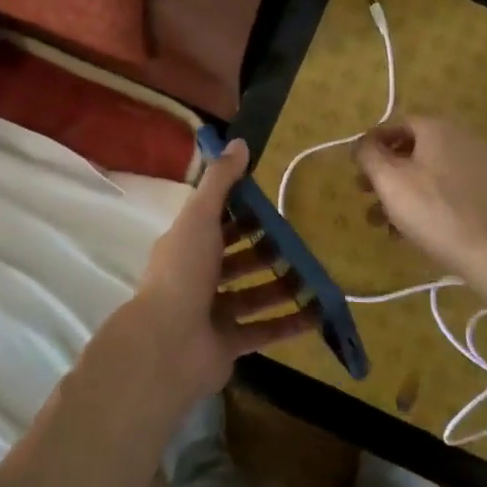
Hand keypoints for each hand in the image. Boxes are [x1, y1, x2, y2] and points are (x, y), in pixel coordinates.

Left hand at [121, 139, 317, 405]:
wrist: (168, 344)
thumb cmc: (184, 271)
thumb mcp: (200, 216)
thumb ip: (220, 181)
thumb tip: (239, 141)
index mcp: (186, 246)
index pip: (217, 225)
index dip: (243, 215)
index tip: (273, 207)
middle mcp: (197, 278)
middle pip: (237, 261)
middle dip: (266, 251)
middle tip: (301, 242)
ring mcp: (212, 313)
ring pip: (253, 295)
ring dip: (282, 286)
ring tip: (315, 275)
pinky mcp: (228, 344)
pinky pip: (264, 330)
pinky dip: (289, 323)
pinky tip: (318, 313)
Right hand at [354, 116, 486, 279]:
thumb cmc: (432, 210)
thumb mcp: (389, 180)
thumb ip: (368, 154)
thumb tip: (361, 143)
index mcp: (437, 128)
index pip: (395, 124)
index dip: (371, 144)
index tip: (356, 168)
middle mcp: (460, 138)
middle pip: (411, 149)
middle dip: (383, 172)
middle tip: (364, 193)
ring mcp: (476, 164)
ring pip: (427, 172)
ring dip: (399, 192)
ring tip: (381, 222)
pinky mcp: (485, 191)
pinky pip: (446, 188)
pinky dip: (424, 201)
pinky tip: (407, 230)